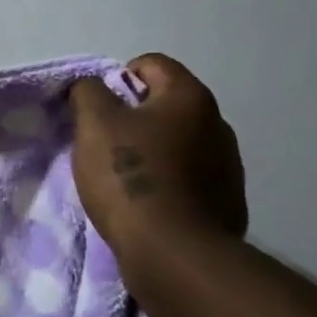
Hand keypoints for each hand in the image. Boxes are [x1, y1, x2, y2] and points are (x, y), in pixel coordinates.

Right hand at [70, 54, 246, 256]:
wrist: (173, 253)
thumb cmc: (130, 175)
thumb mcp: (94, 123)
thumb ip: (88, 92)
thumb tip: (92, 86)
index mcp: (190, 97)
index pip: (151, 64)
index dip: (118, 77)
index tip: (98, 109)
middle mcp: (218, 125)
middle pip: (166, 105)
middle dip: (134, 117)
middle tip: (104, 142)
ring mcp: (228, 167)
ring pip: (179, 143)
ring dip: (153, 151)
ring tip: (124, 178)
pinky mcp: (228, 204)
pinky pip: (190, 179)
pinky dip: (168, 183)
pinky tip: (148, 204)